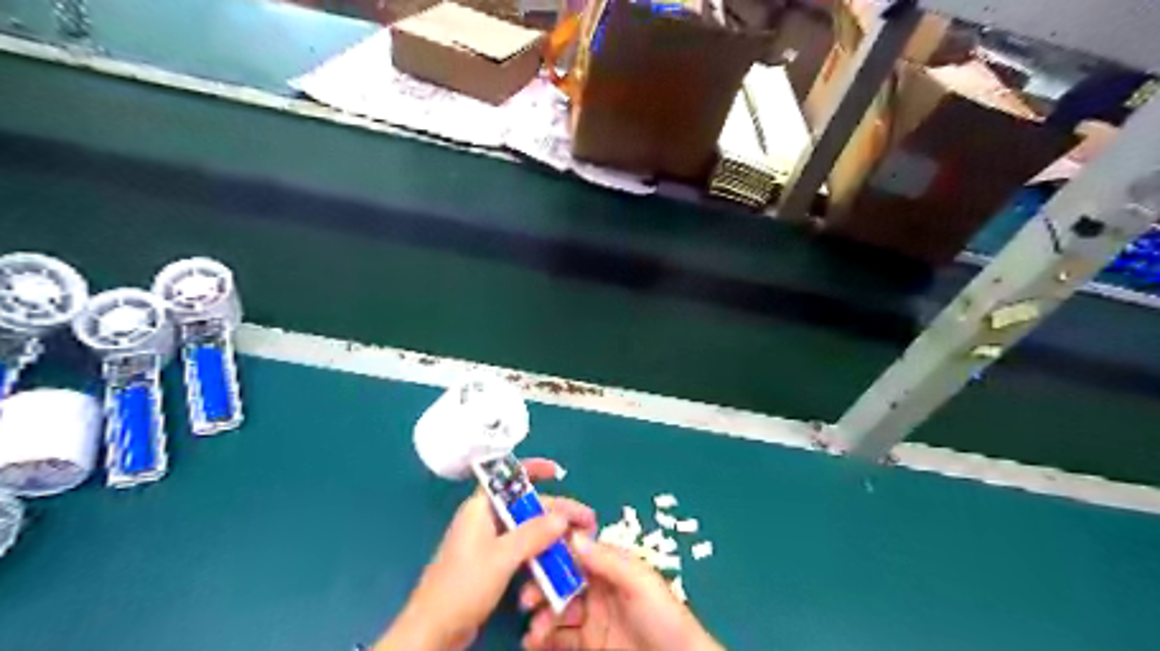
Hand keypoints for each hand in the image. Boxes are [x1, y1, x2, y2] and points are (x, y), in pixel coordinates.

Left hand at [376, 459, 596, 650]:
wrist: (433, 632)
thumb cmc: (462, 586)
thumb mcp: (500, 558)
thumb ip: (533, 534)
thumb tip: (563, 516)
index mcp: (480, 508)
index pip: (507, 478)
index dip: (532, 469)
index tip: (558, 471)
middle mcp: (485, 520)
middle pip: (526, 507)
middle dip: (557, 512)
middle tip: (587, 522)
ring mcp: (489, 543)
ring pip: (527, 531)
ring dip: (551, 536)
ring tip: (578, 544)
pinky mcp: (492, 564)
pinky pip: (522, 551)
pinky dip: (539, 554)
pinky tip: (557, 564)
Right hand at [520, 533, 722, 650]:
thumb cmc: (664, 617)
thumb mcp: (639, 582)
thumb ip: (607, 560)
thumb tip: (572, 536)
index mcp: (612, 567)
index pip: (577, 553)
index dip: (553, 554)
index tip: (531, 557)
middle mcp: (599, 589)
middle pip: (561, 582)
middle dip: (541, 589)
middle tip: (526, 601)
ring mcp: (593, 618)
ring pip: (557, 610)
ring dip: (540, 617)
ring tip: (532, 632)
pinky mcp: (589, 645)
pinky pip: (560, 638)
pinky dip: (544, 639)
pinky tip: (534, 643)